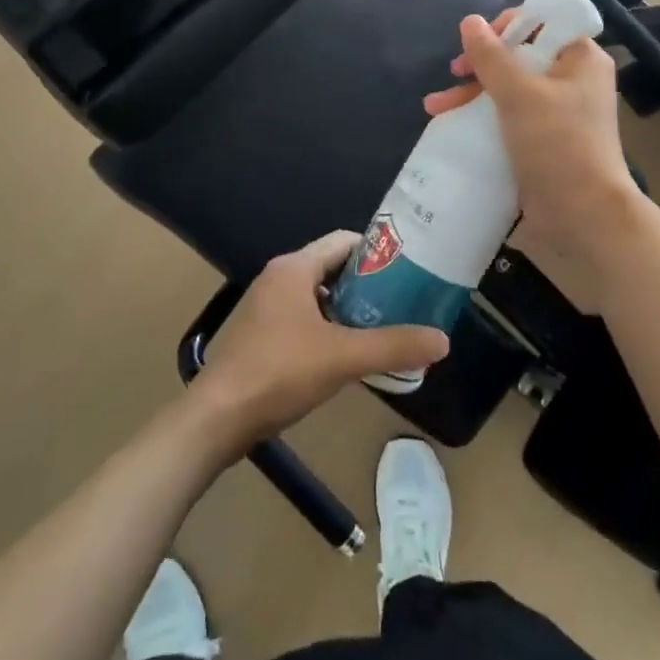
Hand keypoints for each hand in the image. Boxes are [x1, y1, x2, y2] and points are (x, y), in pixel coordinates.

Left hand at [192, 232, 449, 451]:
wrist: (217, 418)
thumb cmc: (279, 372)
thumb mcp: (343, 357)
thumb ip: (393, 346)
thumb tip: (443, 340)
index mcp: (294, 268)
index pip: (344, 242)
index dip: (378, 252)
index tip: (410, 270)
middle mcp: (278, 277)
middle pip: (333, 267)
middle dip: (368, 284)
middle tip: (405, 302)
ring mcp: (266, 306)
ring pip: (318, 295)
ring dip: (349, 309)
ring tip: (385, 328)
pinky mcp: (260, 333)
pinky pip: (304, 317)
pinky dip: (328, 327)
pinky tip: (348, 353)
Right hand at [424, 12, 656, 310]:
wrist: (583, 216)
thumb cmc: (557, 144)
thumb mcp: (519, 94)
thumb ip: (491, 56)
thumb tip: (469, 21)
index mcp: (580, 58)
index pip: (544, 22)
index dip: (508, 26)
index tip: (479, 44)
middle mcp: (572, 80)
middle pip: (520, 55)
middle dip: (480, 65)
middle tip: (454, 74)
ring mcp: (558, 112)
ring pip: (509, 88)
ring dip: (472, 93)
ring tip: (434, 108)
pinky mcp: (543, 140)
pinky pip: (509, 116)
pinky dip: (482, 117)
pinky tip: (450, 124)